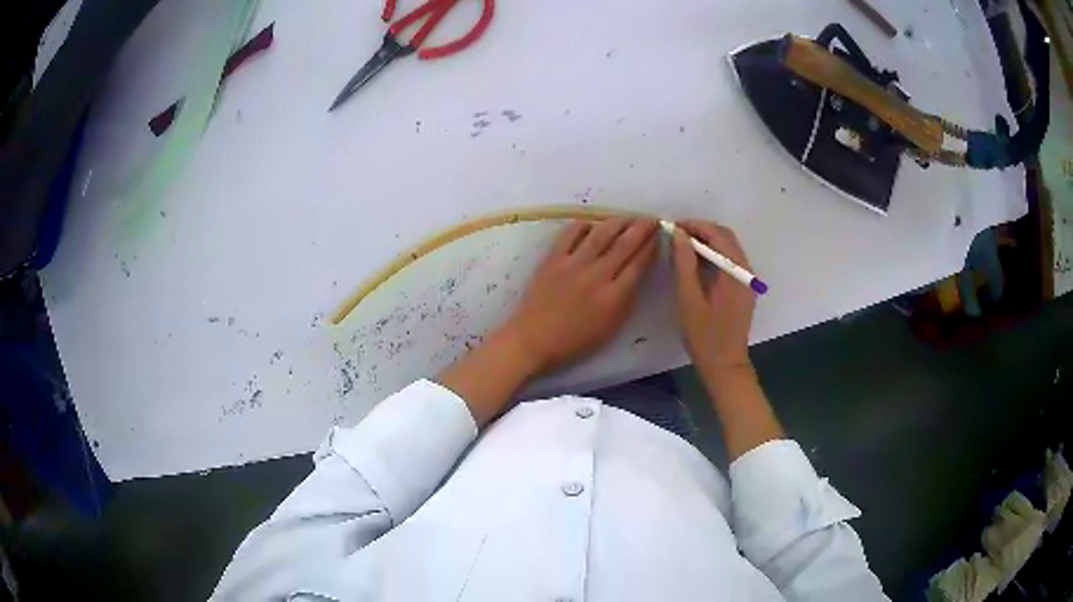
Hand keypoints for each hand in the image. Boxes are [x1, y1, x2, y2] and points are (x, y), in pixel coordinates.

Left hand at [501, 218, 658, 376]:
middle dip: (641, 229)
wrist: (532, 341)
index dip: (651, 247)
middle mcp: (597, 275)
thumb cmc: (574, 342)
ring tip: (628, 217)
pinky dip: (585, 225)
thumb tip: (636, 273)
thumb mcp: (610, 328)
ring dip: (618, 222)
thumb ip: (625, 300)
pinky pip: (571, 234)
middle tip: (651, 219)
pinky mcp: (553, 259)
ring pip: (601, 234)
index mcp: (614, 296)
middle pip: (625, 244)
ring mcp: (573, 264)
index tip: (659, 235)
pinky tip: (593, 223)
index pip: (639, 264)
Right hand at [671, 220, 755, 374]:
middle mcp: (746, 271)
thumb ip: (684, 263)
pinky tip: (695, 262)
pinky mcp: (743, 289)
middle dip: (702, 231)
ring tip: (682, 246)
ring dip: (707, 242)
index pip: (718, 235)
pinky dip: (713, 255)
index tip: (672, 226)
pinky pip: (729, 261)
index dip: (695, 226)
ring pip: (729, 248)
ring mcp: (747, 280)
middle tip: (676, 235)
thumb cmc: (704, 336)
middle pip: (726, 238)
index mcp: (735, 272)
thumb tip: (678, 234)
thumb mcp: (688, 299)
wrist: (725, 365)